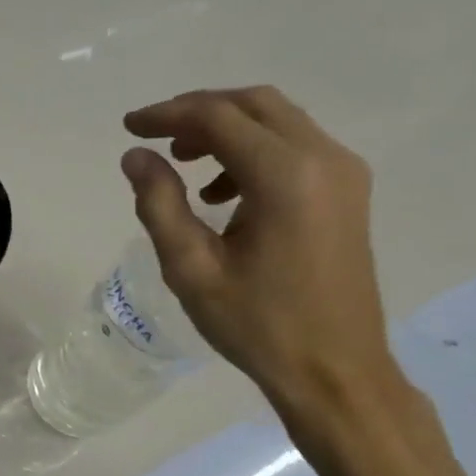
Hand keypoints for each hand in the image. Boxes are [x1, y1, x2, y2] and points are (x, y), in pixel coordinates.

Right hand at [121, 86, 399, 412]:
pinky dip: (252, 151)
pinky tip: (221, 193)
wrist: (335, 369)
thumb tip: (136, 157)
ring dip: (225, 129)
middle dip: (197, 112)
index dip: (167, 115)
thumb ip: (159, 205)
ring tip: (182, 163)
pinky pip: (295, 147)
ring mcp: (344, 173)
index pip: (218, 118)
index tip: (128, 128)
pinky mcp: (347, 191)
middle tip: (153, 136)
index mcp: (285, 176)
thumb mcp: (191, 269)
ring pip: (277, 121)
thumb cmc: (257, 324)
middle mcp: (323, 159)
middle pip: (254, 105)